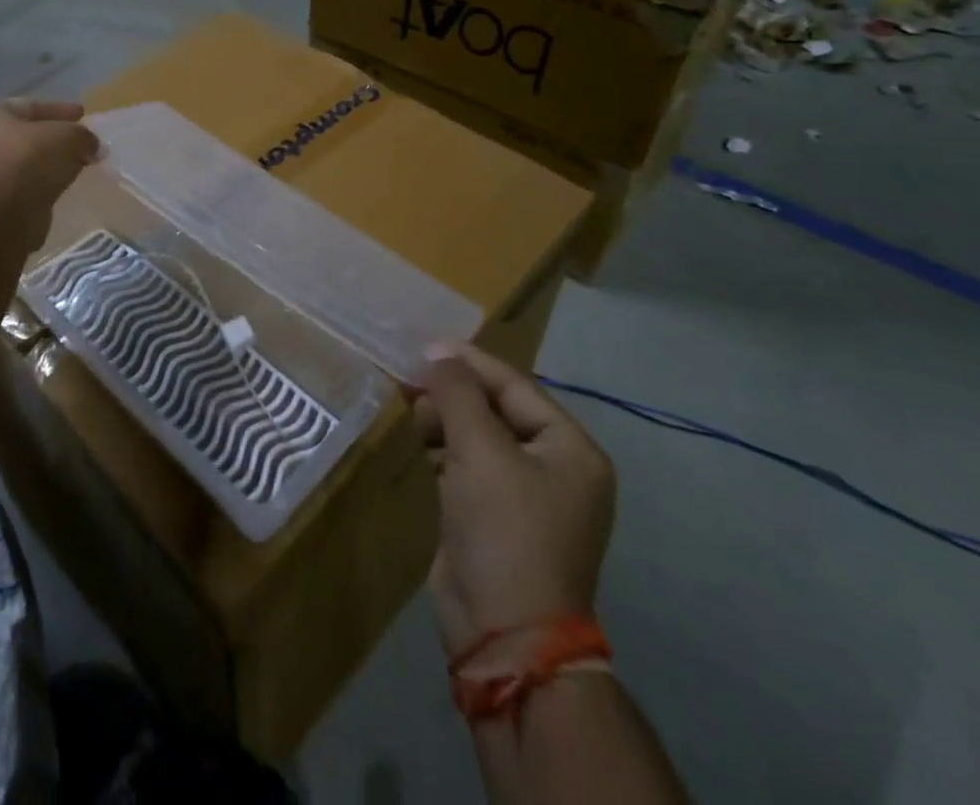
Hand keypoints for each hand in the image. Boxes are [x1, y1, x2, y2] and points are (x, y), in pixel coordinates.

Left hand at [0, 99, 98, 247]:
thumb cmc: (27, 160)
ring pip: (20, 163)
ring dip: (46, 164)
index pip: (28, 105)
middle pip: (22, 135)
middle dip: (52, 138)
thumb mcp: (67, 137)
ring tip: (74, 166)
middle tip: (79, 142)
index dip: (59, 110)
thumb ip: (82, 136)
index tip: (82, 114)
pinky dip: (38, 184)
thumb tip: (93, 147)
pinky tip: (59, 187)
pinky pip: (19, 186)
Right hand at [413, 343, 615, 657]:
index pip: (515, 386)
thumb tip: (436, 352)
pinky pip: (469, 465)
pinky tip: (420, 443)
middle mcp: (555, 468)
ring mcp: (526, 495)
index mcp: (570, 449)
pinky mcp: (496, 517)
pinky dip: (444, 449)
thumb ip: (457, 394)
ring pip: (480, 436)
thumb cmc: (504, 530)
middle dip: (452, 393)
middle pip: (497, 409)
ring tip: (410, 409)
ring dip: (445, 419)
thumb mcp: (480, 451)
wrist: (504, 634)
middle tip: (408, 380)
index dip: (469, 362)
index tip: (424, 344)